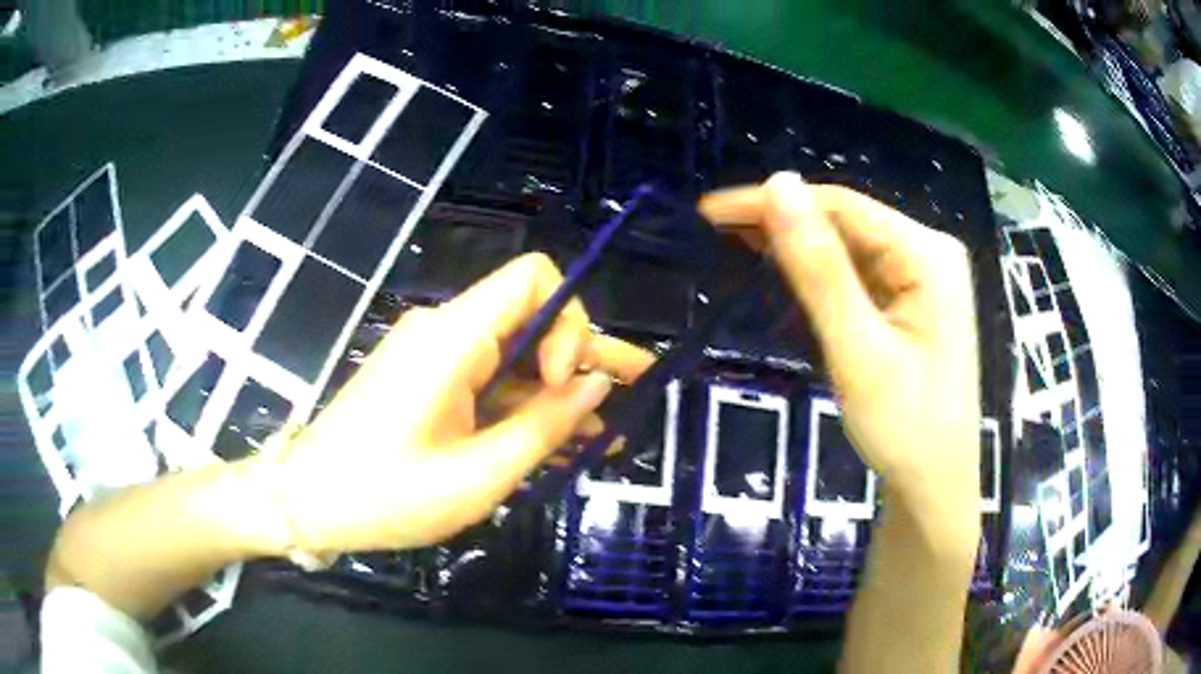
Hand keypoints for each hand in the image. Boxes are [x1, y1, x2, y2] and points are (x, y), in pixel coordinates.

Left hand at [267, 253, 654, 554]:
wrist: (307, 501)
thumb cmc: (386, 494)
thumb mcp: (478, 475)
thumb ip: (544, 426)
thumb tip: (597, 384)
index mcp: (453, 338)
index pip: (532, 277)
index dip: (568, 320)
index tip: (561, 383)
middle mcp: (446, 333)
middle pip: (532, 319)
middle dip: (586, 356)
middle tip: (640, 388)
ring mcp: (434, 359)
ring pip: (514, 357)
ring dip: (559, 391)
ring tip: (608, 434)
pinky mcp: (427, 384)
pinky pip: (488, 383)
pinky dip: (524, 408)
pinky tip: (561, 443)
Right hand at [699, 172, 980, 520]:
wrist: (934, 484)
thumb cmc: (903, 428)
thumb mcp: (857, 350)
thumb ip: (819, 269)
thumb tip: (779, 184)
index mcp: (927, 254)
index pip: (841, 206)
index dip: (773, 201)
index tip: (710, 211)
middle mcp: (930, 251)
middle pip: (847, 220)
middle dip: (784, 221)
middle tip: (716, 230)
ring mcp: (926, 275)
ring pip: (851, 244)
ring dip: (799, 244)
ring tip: (739, 243)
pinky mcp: (915, 298)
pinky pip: (862, 270)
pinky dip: (822, 271)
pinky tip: (789, 269)